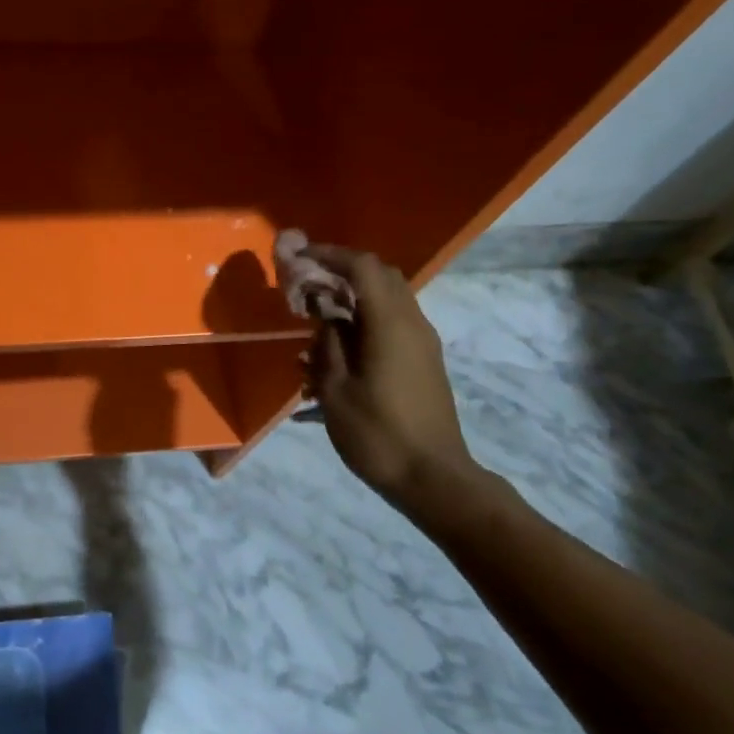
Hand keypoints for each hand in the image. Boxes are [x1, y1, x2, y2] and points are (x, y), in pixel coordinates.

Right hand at [303, 246, 498, 515]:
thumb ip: (328, 342)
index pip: (362, 267)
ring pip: (389, 298)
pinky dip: (366, 319)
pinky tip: (339, 349)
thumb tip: (324, 312)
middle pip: (380, 275)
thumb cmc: (378, 435)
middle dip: (342, 271)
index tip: (299, 256)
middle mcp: (412, 322)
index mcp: (390, 323)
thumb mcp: (336, 390)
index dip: (329, 255)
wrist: (434, 478)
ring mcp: (423, 342)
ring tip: (318, 319)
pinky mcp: (425, 360)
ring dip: (353, 297)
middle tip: (308, 284)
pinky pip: (394, 322)